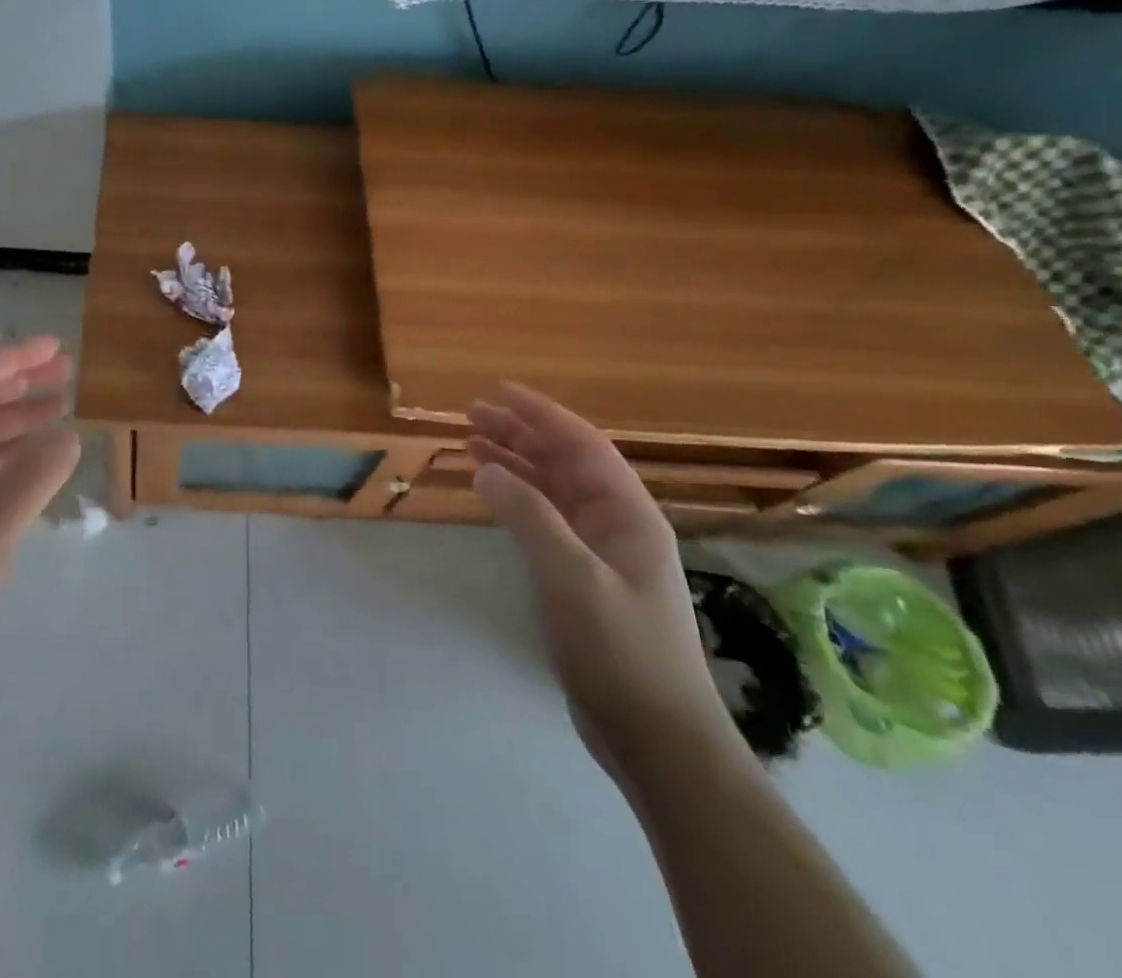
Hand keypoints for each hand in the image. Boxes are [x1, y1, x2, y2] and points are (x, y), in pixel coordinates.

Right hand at [469, 385, 736, 776]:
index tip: (500, 392)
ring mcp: (600, 552)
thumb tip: (486, 468)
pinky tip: (491, 492)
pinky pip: (545, 520)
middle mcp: (616, 524)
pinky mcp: (582, 578)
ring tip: (472, 443)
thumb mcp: (572, 578)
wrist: (656, 737)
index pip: (582, 446)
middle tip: (472, 415)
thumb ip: (528, 517)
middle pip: (564, 462)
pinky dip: (516, 499)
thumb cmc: (621, 650)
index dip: (542, 415)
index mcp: (628, 515)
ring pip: (552, 489)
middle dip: (521, 434)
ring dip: (515, 463)